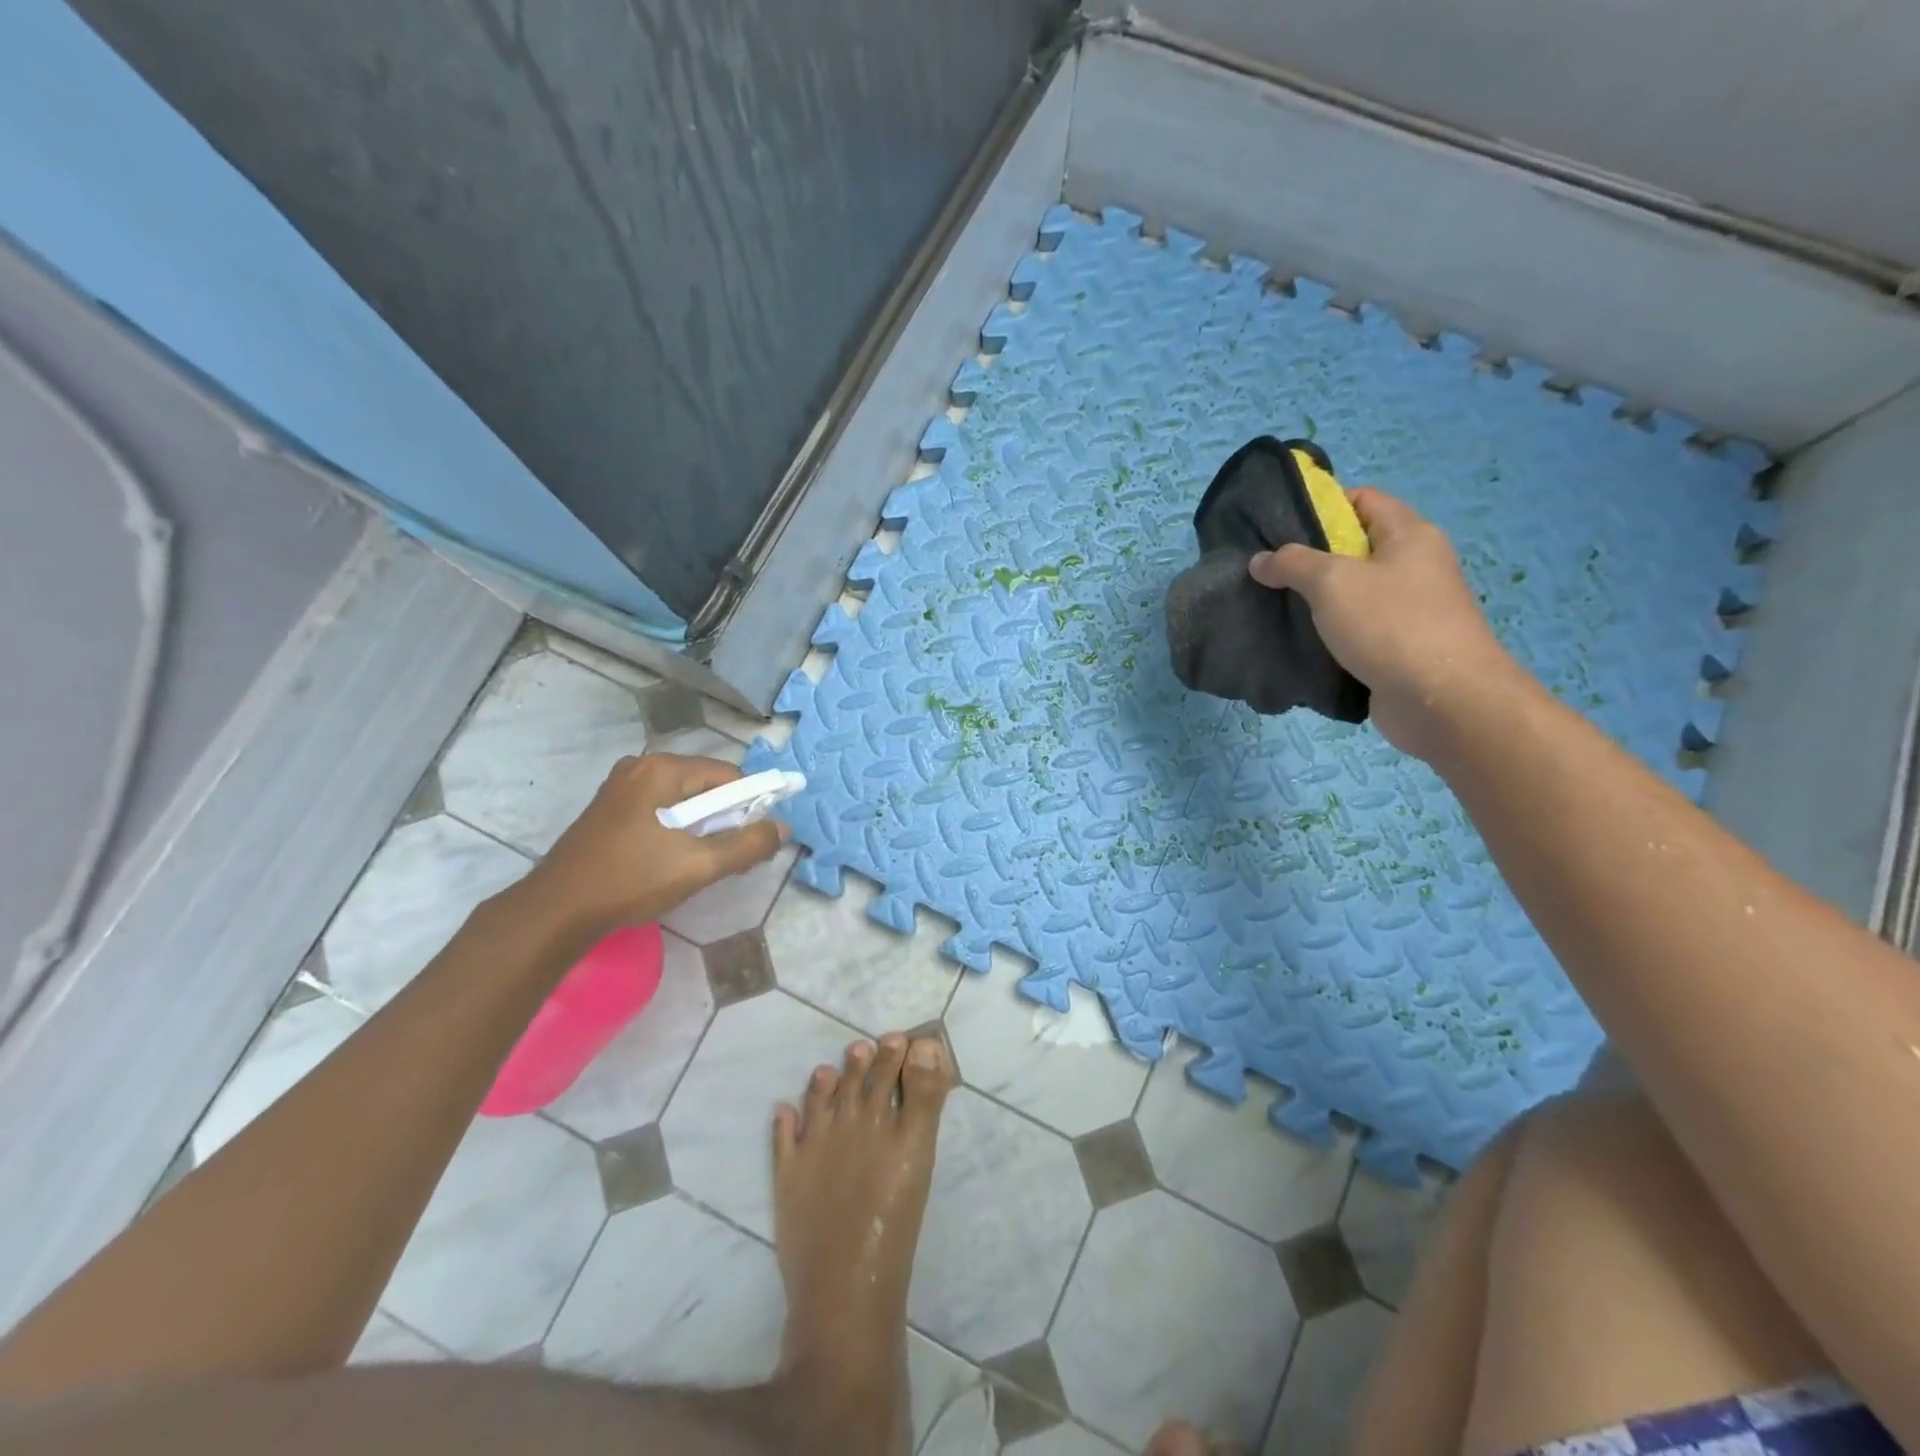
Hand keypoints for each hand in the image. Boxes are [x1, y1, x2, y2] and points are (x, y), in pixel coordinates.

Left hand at [516, 753, 787, 942]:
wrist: (556, 912)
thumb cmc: (630, 880)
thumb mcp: (699, 865)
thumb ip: (748, 844)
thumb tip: (782, 827)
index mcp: (663, 769)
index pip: (729, 776)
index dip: (749, 806)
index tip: (752, 842)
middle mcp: (641, 766)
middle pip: (706, 786)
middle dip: (725, 820)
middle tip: (728, 860)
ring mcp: (621, 787)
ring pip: (683, 801)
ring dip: (702, 829)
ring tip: (701, 865)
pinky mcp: (610, 810)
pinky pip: (661, 810)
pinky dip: (677, 831)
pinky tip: (673, 862)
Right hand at [1249, 487, 1515, 758]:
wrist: (1442, 700)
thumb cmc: (1391, 625)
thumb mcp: (1332, 582)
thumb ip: (1292, 564)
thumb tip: (1260, 560)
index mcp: (1409, 535)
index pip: (1362, 500)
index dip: (1321, 506)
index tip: (1278, 529)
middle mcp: (1413, 566)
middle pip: (1354, 548)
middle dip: (1308, 559)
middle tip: (1266, 573)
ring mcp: (1408, 610)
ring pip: (1351, 594)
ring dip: (1314, 602)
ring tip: (1272, 608)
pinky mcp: (1397, 648)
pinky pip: (1355, 630)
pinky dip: (1327, 635)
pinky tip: (1296, 644)